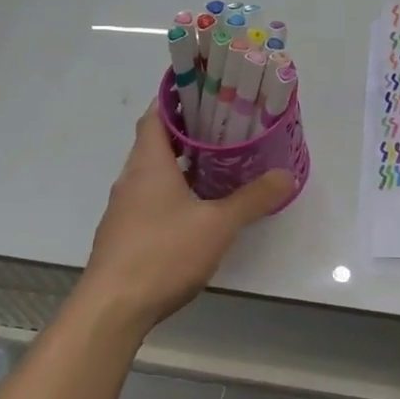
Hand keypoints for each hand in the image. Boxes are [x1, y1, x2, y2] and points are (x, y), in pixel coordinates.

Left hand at [78, 108, 293, 335]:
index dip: (176, 98)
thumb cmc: (163, 253)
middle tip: (222, 124)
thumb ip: (253, 199)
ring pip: (152, 172)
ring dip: (179, 163)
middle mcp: (131, 178)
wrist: (112, 309)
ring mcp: (124, 208)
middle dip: (186, 130)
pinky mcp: (124, 234)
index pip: (155, 114)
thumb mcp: (218, 225)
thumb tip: (287, 176)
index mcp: (148, 163)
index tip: (204, 89)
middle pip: (154, 141)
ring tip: (216, 162)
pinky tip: (196, 207)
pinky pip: (149, 198)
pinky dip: (171, 191)